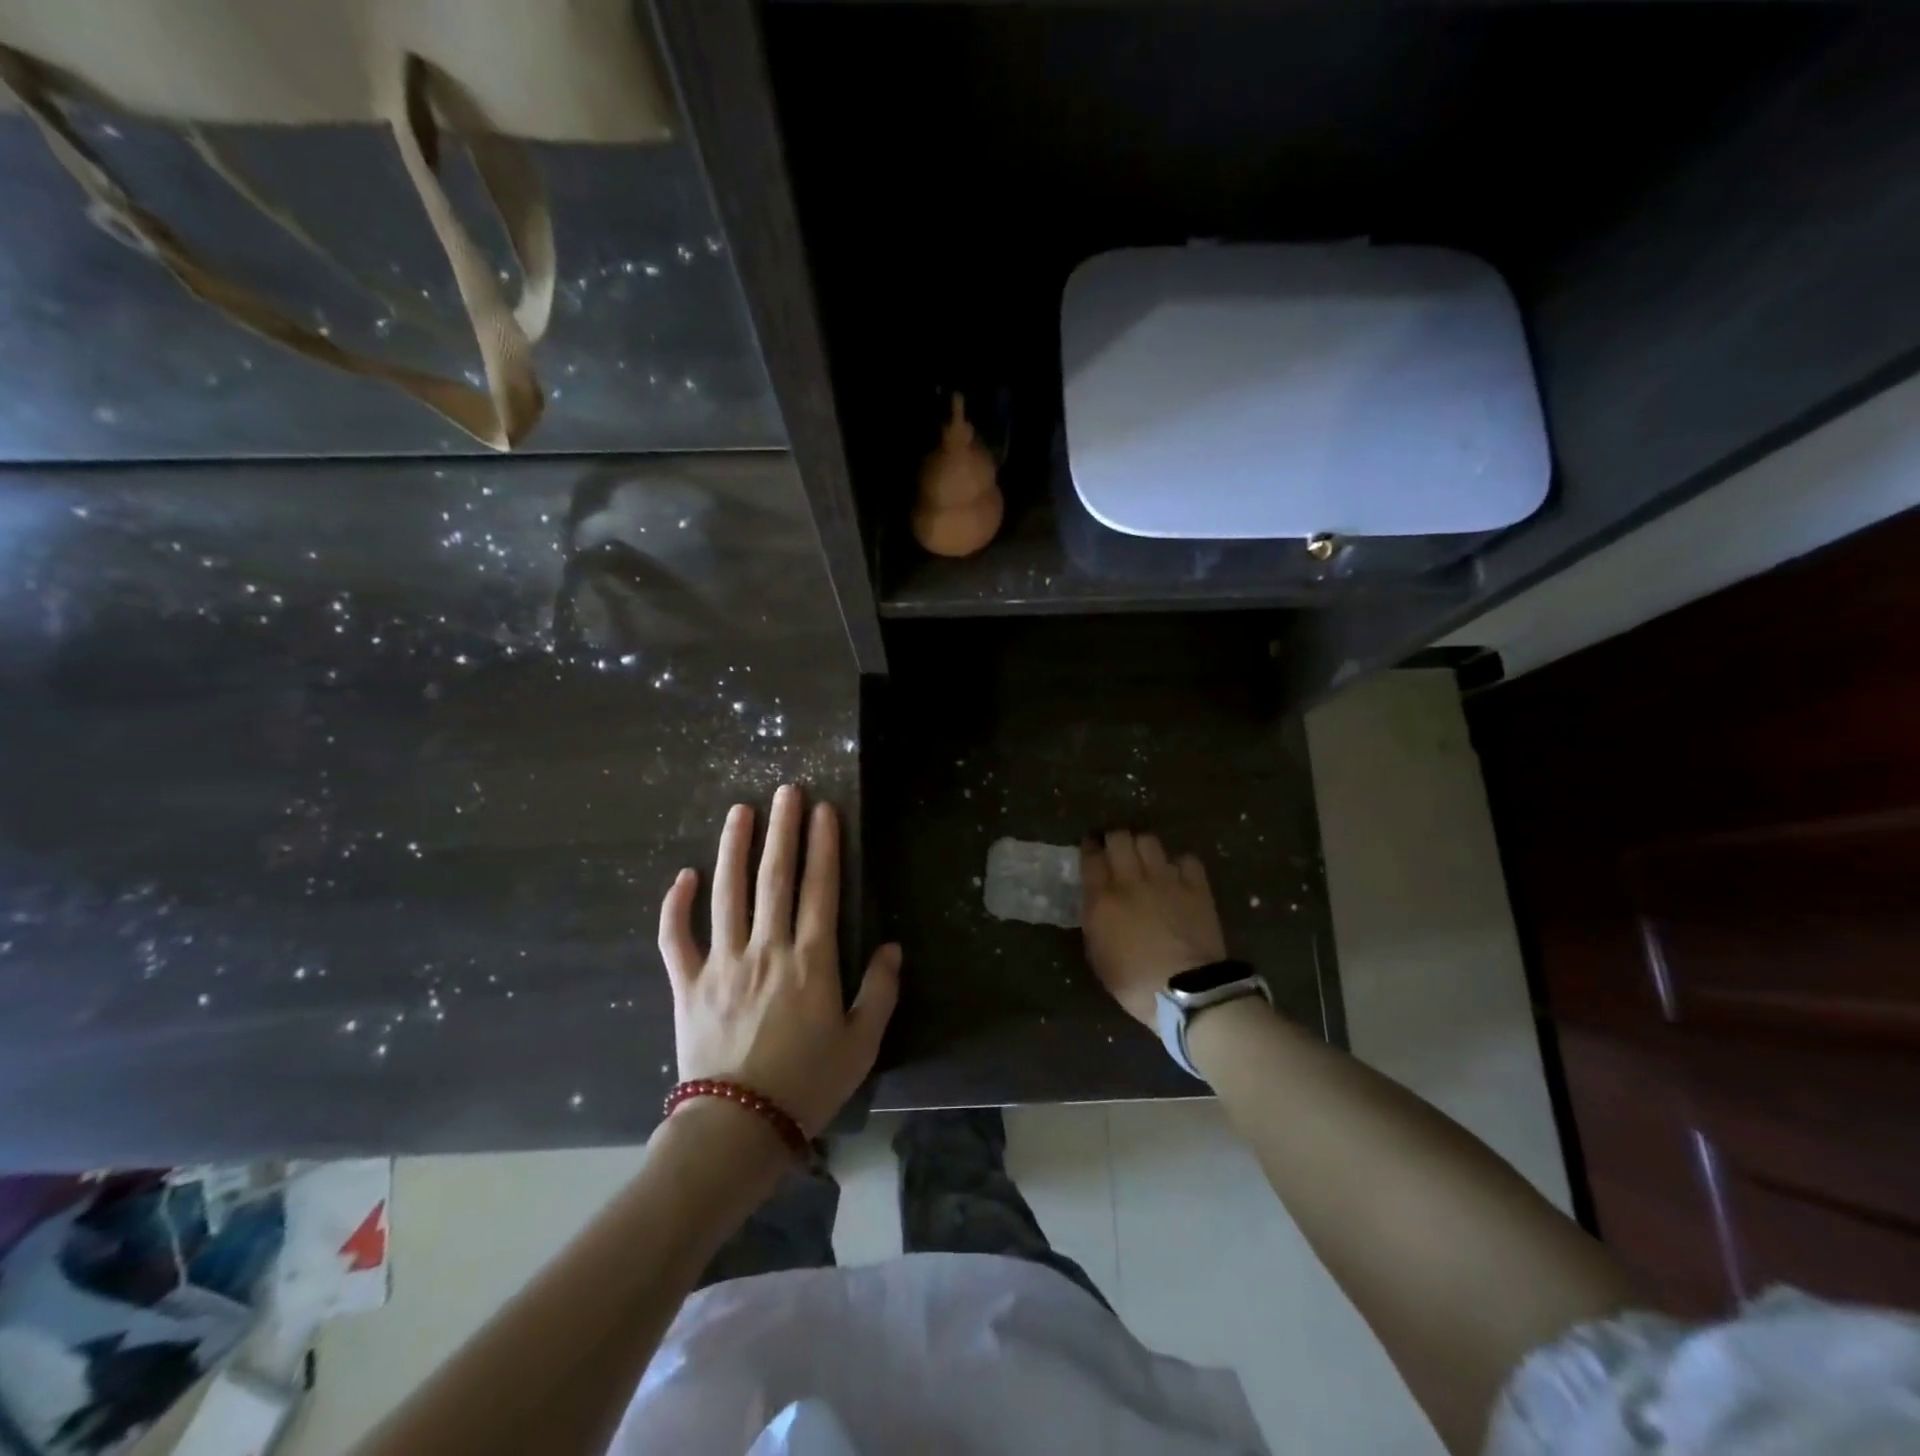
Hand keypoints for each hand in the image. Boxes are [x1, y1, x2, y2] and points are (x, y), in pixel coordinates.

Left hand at [658, 785, 900, 1135]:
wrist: (738, 1128)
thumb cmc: (808, 1085)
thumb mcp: (862, 1043)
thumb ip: (879, 991)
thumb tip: (891, 947)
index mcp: (811, 961)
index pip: (820, 889)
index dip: (823, 846)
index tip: (823, 810)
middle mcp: (766, 949)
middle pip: (775, 878)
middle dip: (782, 830)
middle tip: (786, 790)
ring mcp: (722, 963)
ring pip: (727, 893)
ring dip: (734, 848)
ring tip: (740, 811)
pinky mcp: (688, 983)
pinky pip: (677, 937)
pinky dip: (676, 905)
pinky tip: (684, 875)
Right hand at [1080, 830, 1226, 1027]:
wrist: (1187, 992)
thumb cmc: (1134, 983)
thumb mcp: (1098, 957)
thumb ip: (1095, 923)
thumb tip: (1096, 905)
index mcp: (1103, 899)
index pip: (1091, 857)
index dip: (1089, 847)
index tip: (1090, 847)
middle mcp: (1132, 880)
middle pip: (1120, 838)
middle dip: (1114, 839)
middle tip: (1115, 849)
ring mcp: (1166, 880)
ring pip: (1149, 841)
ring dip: (1143, 845)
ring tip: (1144, 857)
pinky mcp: (1196, 887)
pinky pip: (1186, 859)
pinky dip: (1179, 863)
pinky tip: (1177, 874)